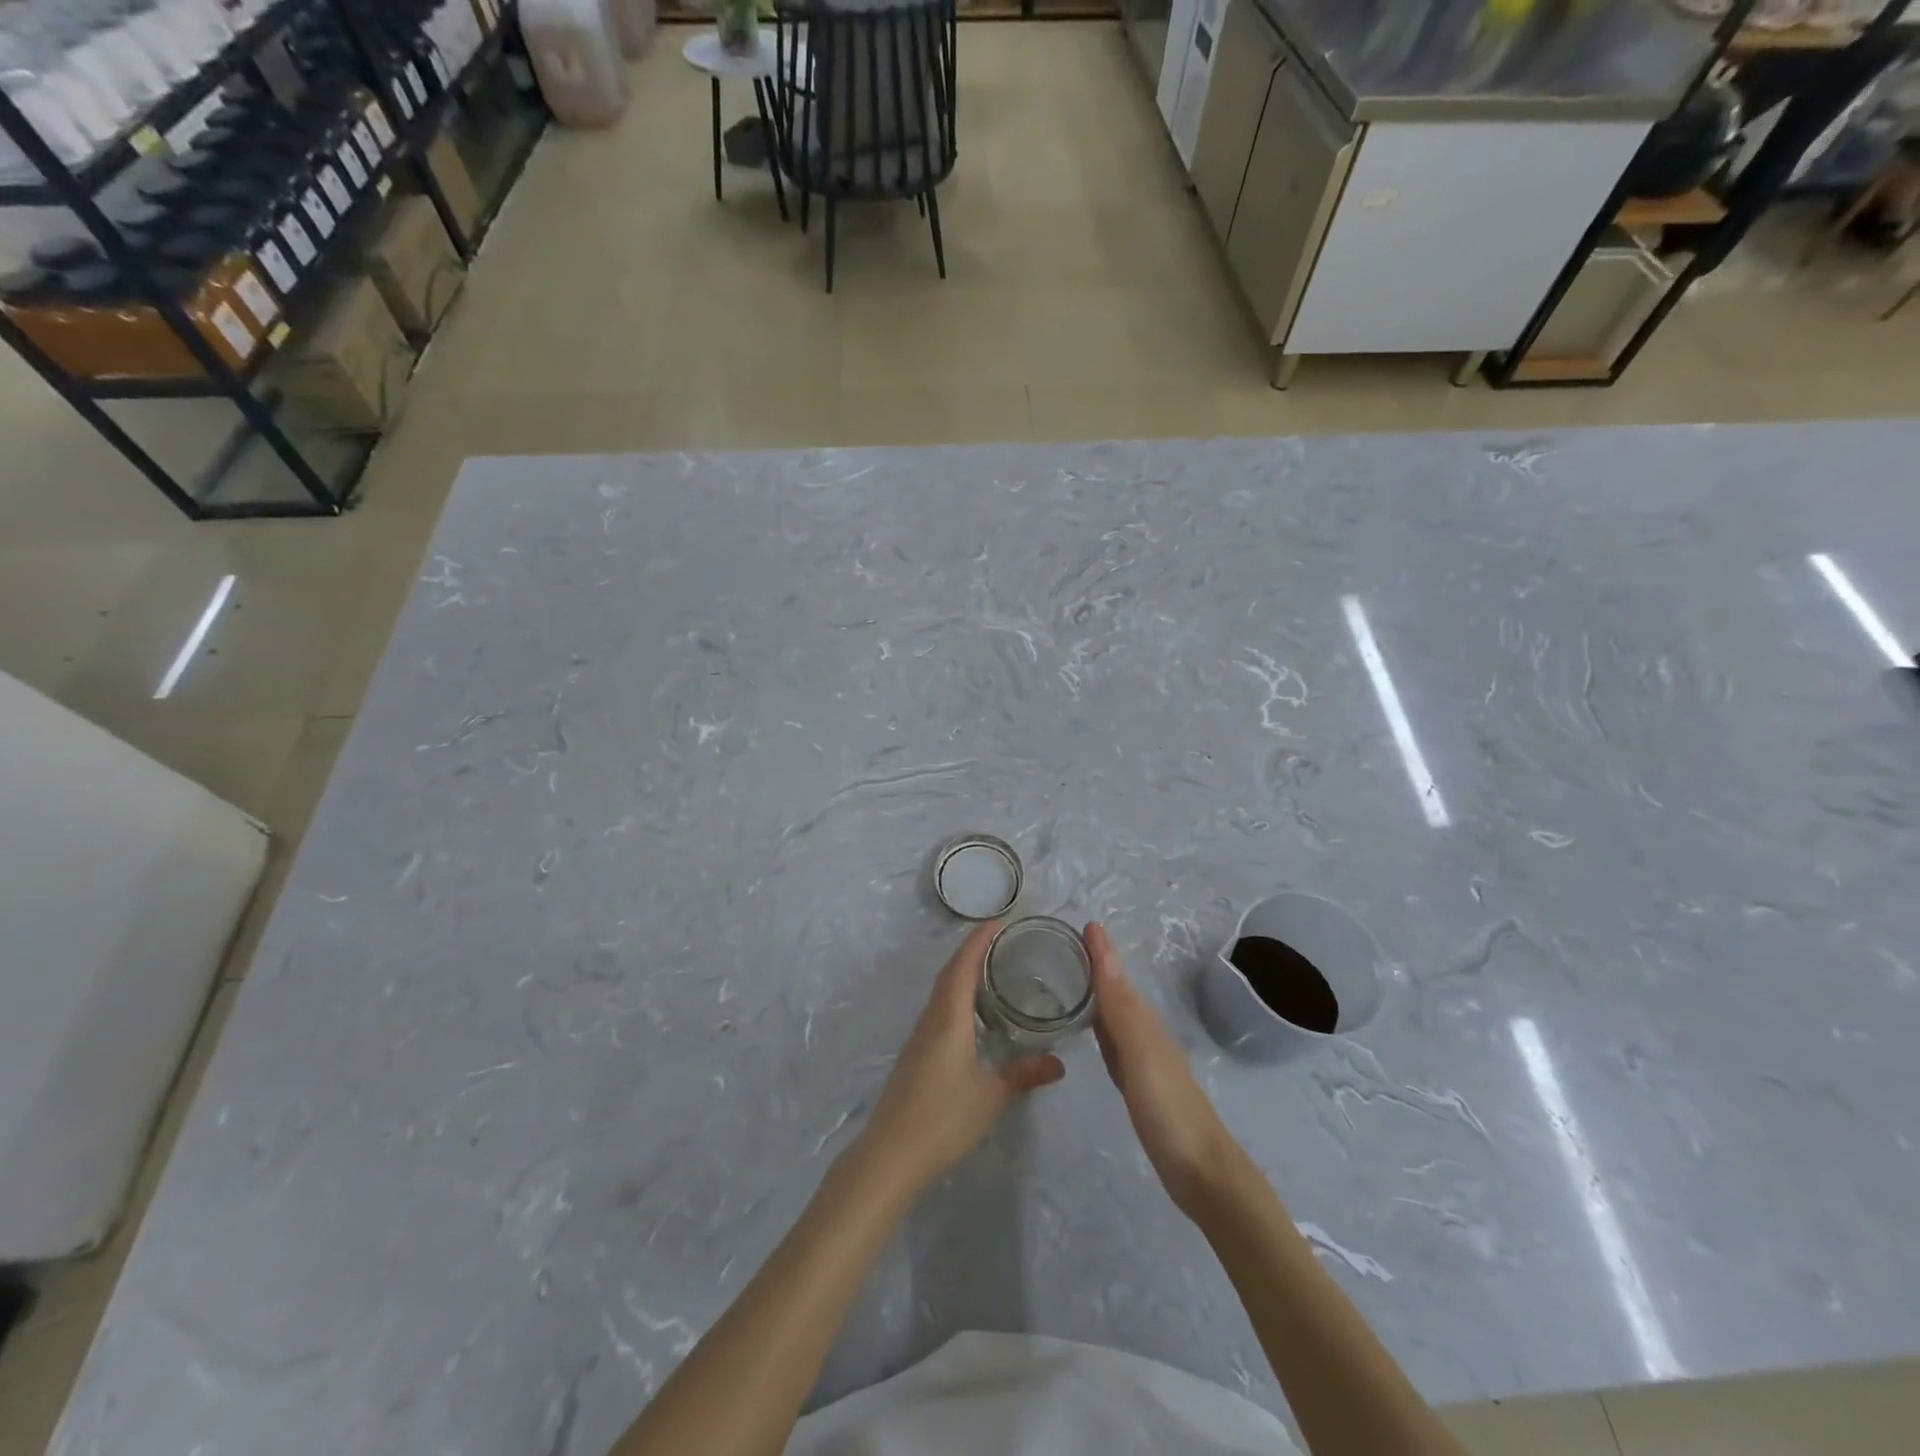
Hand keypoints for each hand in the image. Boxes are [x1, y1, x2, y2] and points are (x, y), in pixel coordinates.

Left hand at [854, 922, 1065, 1195]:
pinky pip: (939, 1009)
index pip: (963, 966)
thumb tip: (1059, 1063)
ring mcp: (920, 1036)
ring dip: (963, 973)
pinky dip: (956, 996)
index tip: (998, 920)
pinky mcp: (917, 1054)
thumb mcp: (990, 1096)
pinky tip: (972, 1013)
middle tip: (1001, 940)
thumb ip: (1023, 1074)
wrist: (890, 1153)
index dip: (978, 940)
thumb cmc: (942, 1117)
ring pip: (942, 991)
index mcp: (949, 1017)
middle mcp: (932, 1018)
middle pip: (950, 973)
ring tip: (991, 968)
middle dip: (972, 951)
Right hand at [1085, 922, 1240, 1214]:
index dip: (1101, 951)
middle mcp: (1143, 1033)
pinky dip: (1098, 1025)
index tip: (1082, 923)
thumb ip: (1119, 1006)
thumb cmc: (1169, 1110)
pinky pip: (1112, 1042)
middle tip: (1063, 943)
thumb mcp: (1140, 1054)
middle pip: (1115, 990)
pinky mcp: (1138, 1084)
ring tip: (1068, 975)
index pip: (1115, 976)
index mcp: (1143, 1021)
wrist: (1203, 1173)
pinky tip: (1089, 1027)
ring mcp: (1142, 1060)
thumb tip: (1103, 947)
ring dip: (1095, 992)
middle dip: (1095, 964)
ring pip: (1113, 1014)